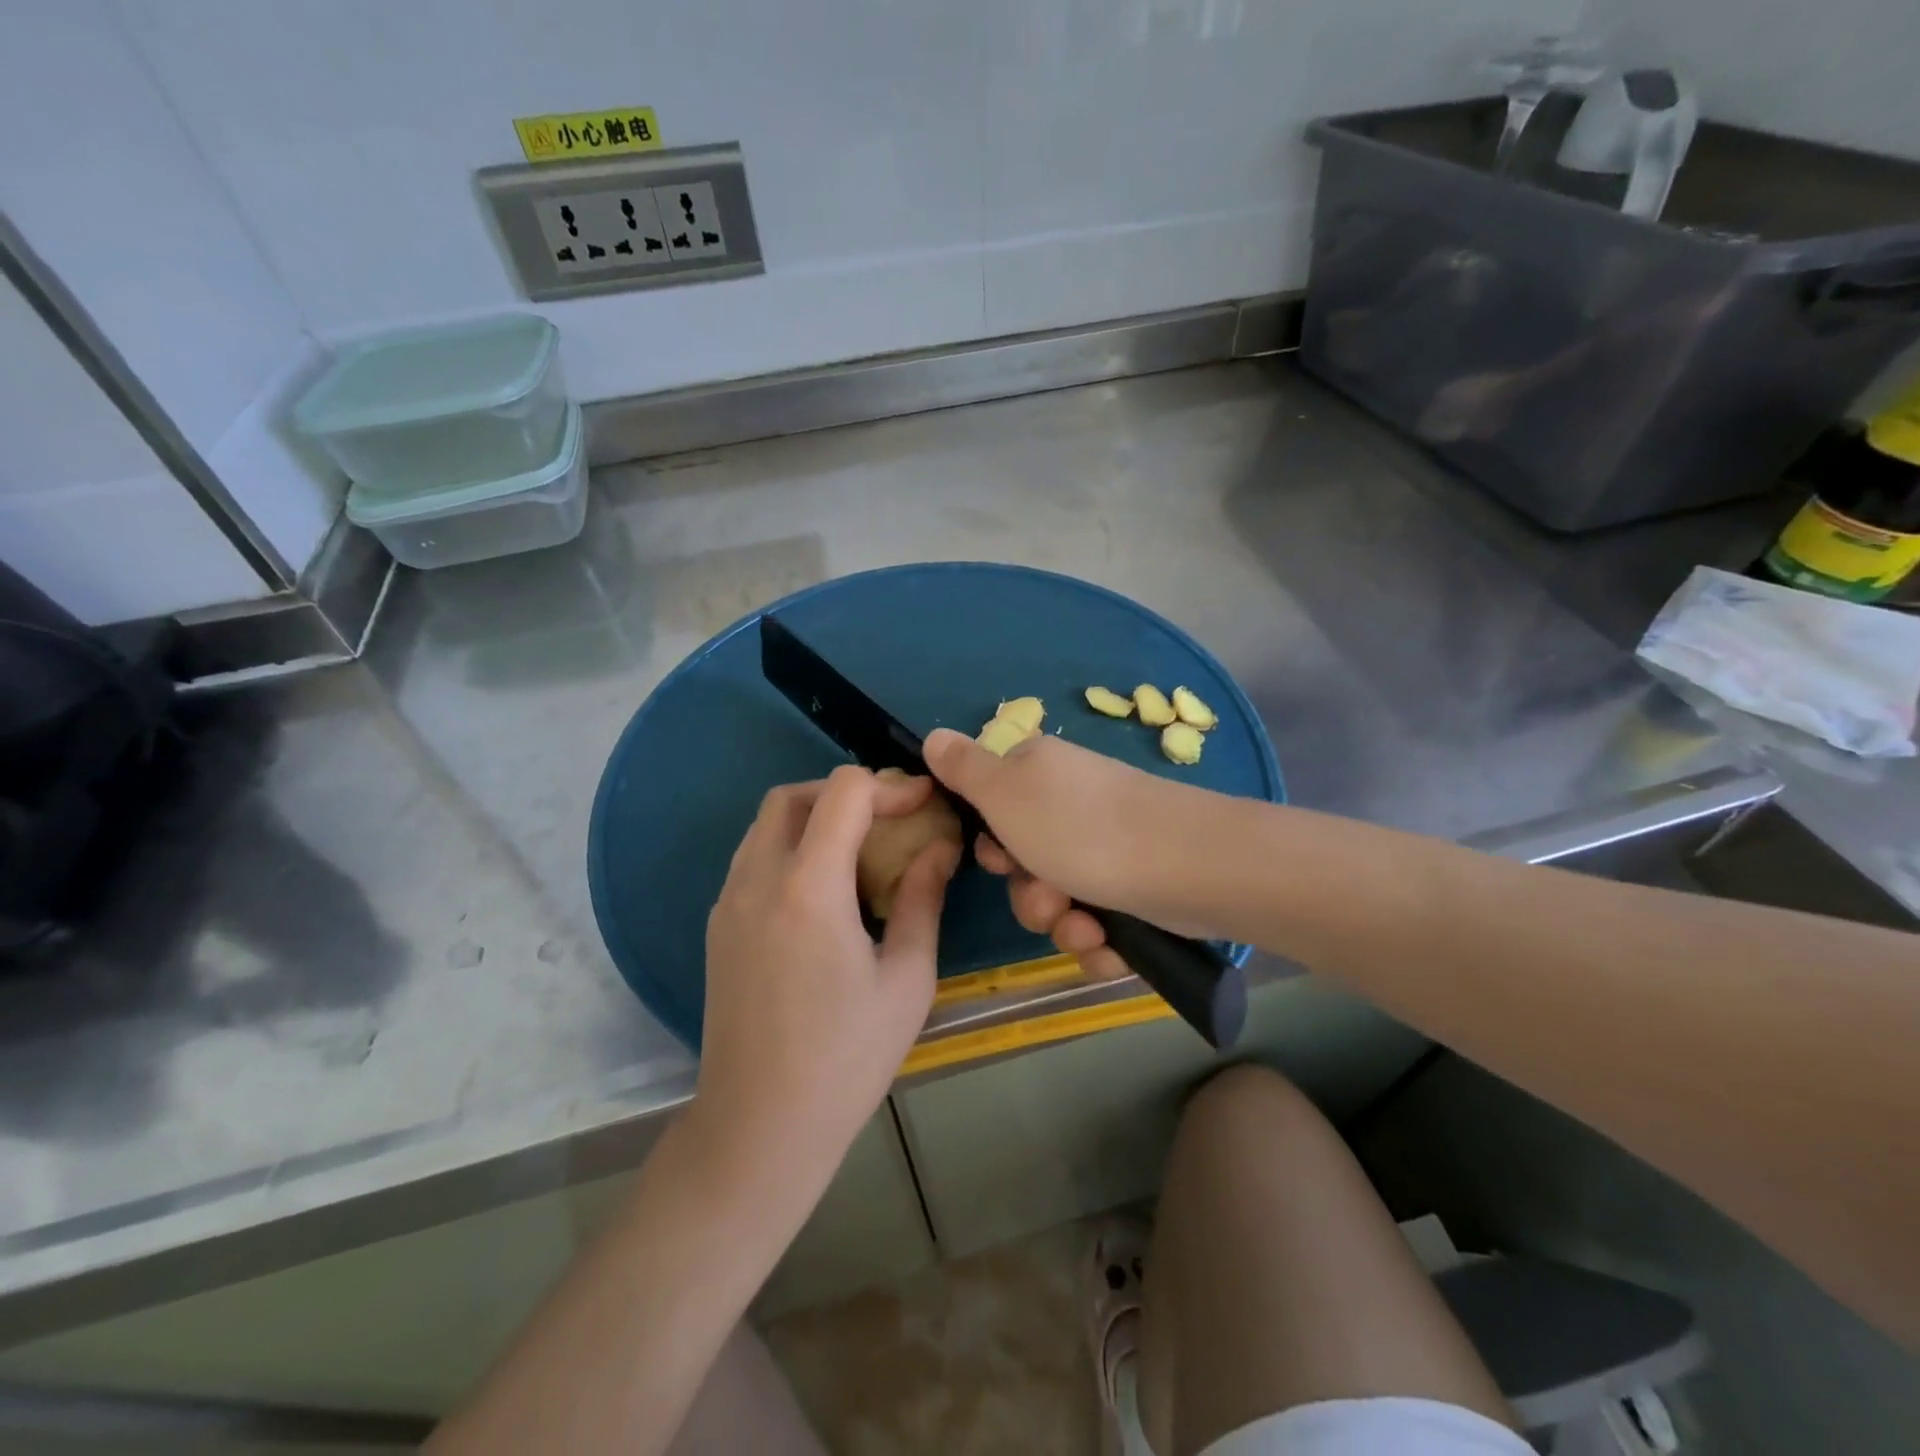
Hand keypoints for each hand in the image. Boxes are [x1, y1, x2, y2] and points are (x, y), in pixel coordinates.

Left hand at [697, 766, 959, 1172]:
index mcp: (807, 887)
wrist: (759, 1127)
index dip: (889, 786)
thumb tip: (939, 847)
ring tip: (861, 850)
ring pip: (767, 823)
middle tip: (890, 820)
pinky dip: (791, 847)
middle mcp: (757, 879)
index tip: (923, 805)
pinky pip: (753, 857)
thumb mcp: (906, 979)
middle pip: (794, 795)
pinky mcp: (717, 925)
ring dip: (815, 817)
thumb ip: (922, 900)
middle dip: (846, 793)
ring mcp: (728, 902)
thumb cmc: (846, 1058)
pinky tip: (824, 889)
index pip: (843, 793)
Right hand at [923, 729, 1213, 980]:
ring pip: (1059, 902)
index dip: (990, 844)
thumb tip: (933, 735)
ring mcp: (1108, 849)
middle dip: (1030, 895)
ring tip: (1087, 926)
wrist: (1187, 865)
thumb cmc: (1081, 827)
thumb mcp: (1005, 792)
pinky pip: (1098, 926)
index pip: (993, 809)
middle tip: (1048, 895)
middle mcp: (1072, 807)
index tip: (1000, 858)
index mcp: (1039, 775)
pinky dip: (1100, 941)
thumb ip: (964, 768)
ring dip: (1063, 924)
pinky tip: (1113, 944)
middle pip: (1025, 865)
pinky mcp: (1137, 889)